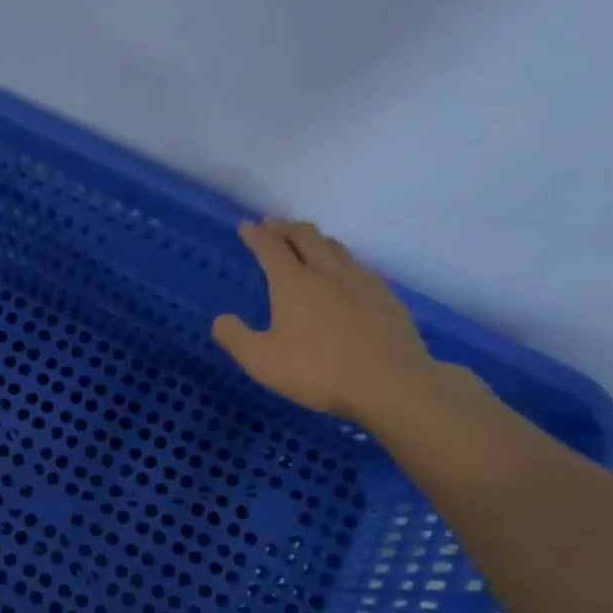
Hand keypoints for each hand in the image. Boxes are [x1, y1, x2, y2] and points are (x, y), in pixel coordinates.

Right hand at [212, 219, 439, 424]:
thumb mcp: (261, 361)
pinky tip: (342, 277)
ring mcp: (362, 281)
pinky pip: (358, 266)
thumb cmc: (319, 371)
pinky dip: (340, 260)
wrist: (392, 384)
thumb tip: (221, 320)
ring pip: (336, 246)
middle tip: (273, 228)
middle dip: (285, 227)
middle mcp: (328, 272)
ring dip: (315, 240)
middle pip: (306, 235)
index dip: (256, 235)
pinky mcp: (386, 297)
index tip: (246, 227)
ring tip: (305, 245)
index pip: (271, 247)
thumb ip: (235, 338)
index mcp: (294, 283)